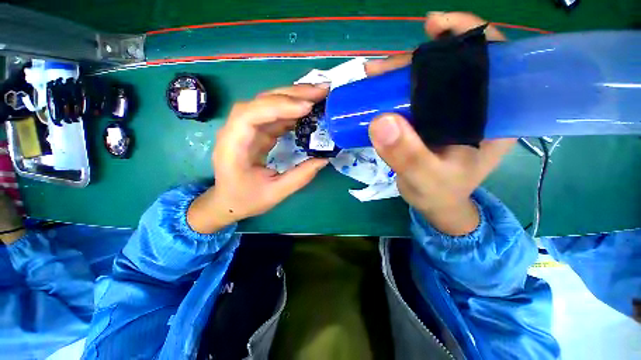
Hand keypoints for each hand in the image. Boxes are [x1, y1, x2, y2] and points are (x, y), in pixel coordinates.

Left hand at [188, 84, 329, 233]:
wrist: (228, 201)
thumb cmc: (245, 199)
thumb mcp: (275, 193)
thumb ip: (300, 177)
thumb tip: (324, 159)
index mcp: (234, 146)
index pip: (251, 115)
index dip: (278, 107)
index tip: (306, 107)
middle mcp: (237, 130)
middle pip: (262, 102)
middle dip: (292, 94)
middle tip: (321, 90)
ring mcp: (247, 129)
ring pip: (269, 104)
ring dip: (294, 98)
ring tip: (318, 95)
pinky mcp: (257, 132)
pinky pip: (275, 115)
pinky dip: (292, 111)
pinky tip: (307, 110)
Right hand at [366, 12, 514, 234]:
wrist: (434, 204)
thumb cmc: (438, 193)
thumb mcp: (424, 178)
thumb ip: (407, 155)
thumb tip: (381, 121)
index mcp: (493, 116)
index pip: (493, 60)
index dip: (468, 36)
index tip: (435, 28)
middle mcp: (476, 107)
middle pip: (453, 66)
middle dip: (418, 59)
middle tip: (382, 68)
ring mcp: (451, 112)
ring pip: (430, 79)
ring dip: (400, 74)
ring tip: (373, 76)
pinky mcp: (432, 119)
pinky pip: (416, 95)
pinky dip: (396, 89)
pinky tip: (379, 90)